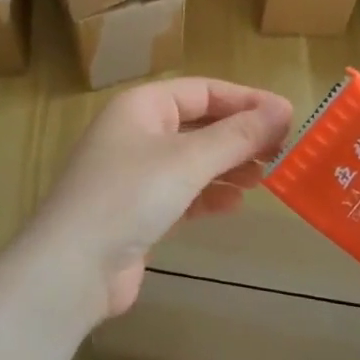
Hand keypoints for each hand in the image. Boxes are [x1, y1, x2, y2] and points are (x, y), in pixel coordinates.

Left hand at [29, 78, 292, 320]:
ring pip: (192, 159)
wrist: (71, 269)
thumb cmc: (129, 196)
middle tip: (284, 150)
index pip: (203, 90)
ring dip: (228, 165)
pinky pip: (182, 192)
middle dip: (240, 135)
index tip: (288, 116)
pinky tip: (234, 205)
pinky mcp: (137, 211)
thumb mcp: (188, 160)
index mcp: (142, 106)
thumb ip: (237, 135)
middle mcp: (136, 132)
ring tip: (266, 177)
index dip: (246, 100)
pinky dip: (209, 195)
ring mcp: (134, 173)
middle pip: (199, 124)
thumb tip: (283, 109)